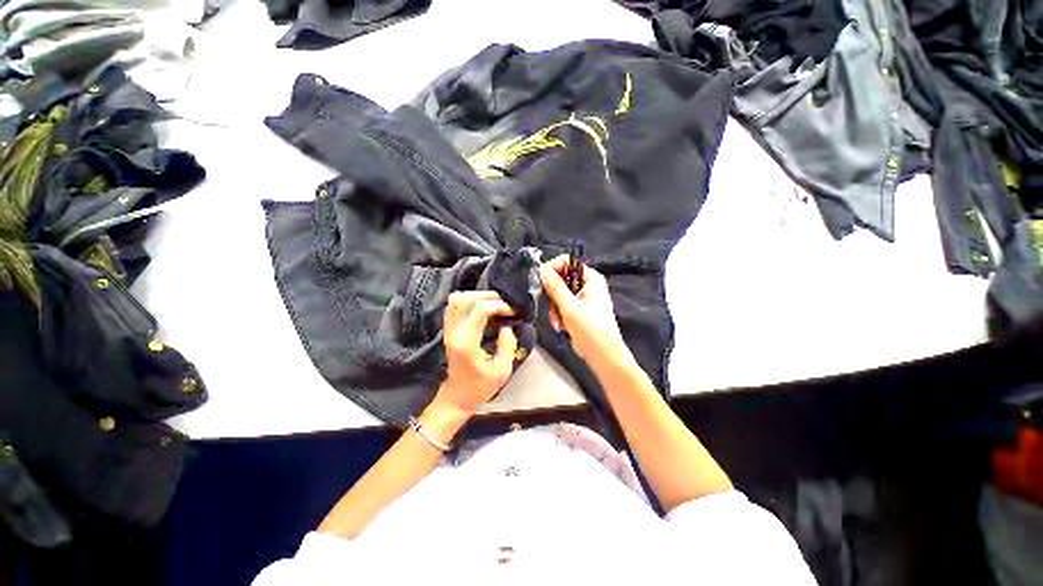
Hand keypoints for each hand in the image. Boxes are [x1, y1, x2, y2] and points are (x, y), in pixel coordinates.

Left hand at [437, 290, 518, 413]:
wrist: (458, 395)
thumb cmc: (480, 386)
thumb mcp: (502, 371)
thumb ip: (507, 346)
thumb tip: (507, 326)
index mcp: (466, 343)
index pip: (480, 310)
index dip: (498, 306)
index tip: (511, 312)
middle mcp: (454, 333)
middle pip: (467, 299)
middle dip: (489, 297)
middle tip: (503, 305)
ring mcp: (448, 330)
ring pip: (457, 299)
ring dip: (477, 296)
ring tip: (492, 303)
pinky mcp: (448, 329)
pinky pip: (453, 305)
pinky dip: (467, 300)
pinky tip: (480, 307)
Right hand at [539, 255, 630, 366]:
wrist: (603, 356)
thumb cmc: (590, 330)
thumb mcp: (570, 307)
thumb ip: (555, 287)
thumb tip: (541, 268)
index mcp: (590, 278)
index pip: (566, 262)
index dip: (551, 269)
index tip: (539, 282)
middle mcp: (587, 284)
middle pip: (560, 279)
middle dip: (552, 296)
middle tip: (550, 307)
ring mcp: (582, 297)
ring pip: (558, 294)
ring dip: (554, 309)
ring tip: (558, 322)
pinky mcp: (578, 309)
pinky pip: (561, 305)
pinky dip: (558, 315)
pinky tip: (561, 326)